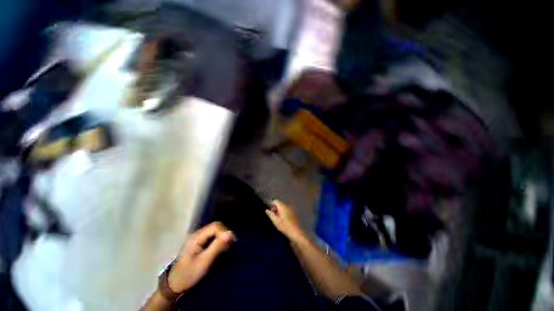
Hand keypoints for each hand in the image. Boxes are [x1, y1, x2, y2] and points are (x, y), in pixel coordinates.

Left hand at [167, 222, 235, 293]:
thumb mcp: (205, 262)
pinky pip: (213, 237)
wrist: (175, 285)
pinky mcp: (201, 243)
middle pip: (216, 227)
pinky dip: (219, 241)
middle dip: (225, 235)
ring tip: (226, 248)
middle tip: (230, 246)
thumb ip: (218, 247)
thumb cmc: (189, 274)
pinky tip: (221, 249)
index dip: (225, 232)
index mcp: (197, 237)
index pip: (216, 227)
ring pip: (216, 231)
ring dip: (223, 238)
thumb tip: (231, 234)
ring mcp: (199, 238)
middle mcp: (198, 234)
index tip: (231, 243)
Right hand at [265, 200, 305, 240]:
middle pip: (280, 203)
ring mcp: (292, 208)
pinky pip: (287, 209)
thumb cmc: (285, 226)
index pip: (276, 201)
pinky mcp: (294, 212)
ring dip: (280, 210)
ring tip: (278, 218)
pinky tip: (284, 219)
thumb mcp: (276, 221)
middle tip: (273, 215)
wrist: (296, 232)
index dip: (271, 204)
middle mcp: (288, 205)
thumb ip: (271, 214)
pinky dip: (284, 211)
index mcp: (282, 206)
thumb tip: (266, 210)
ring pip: (284, 206)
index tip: (270, 211)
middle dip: (276, 207)